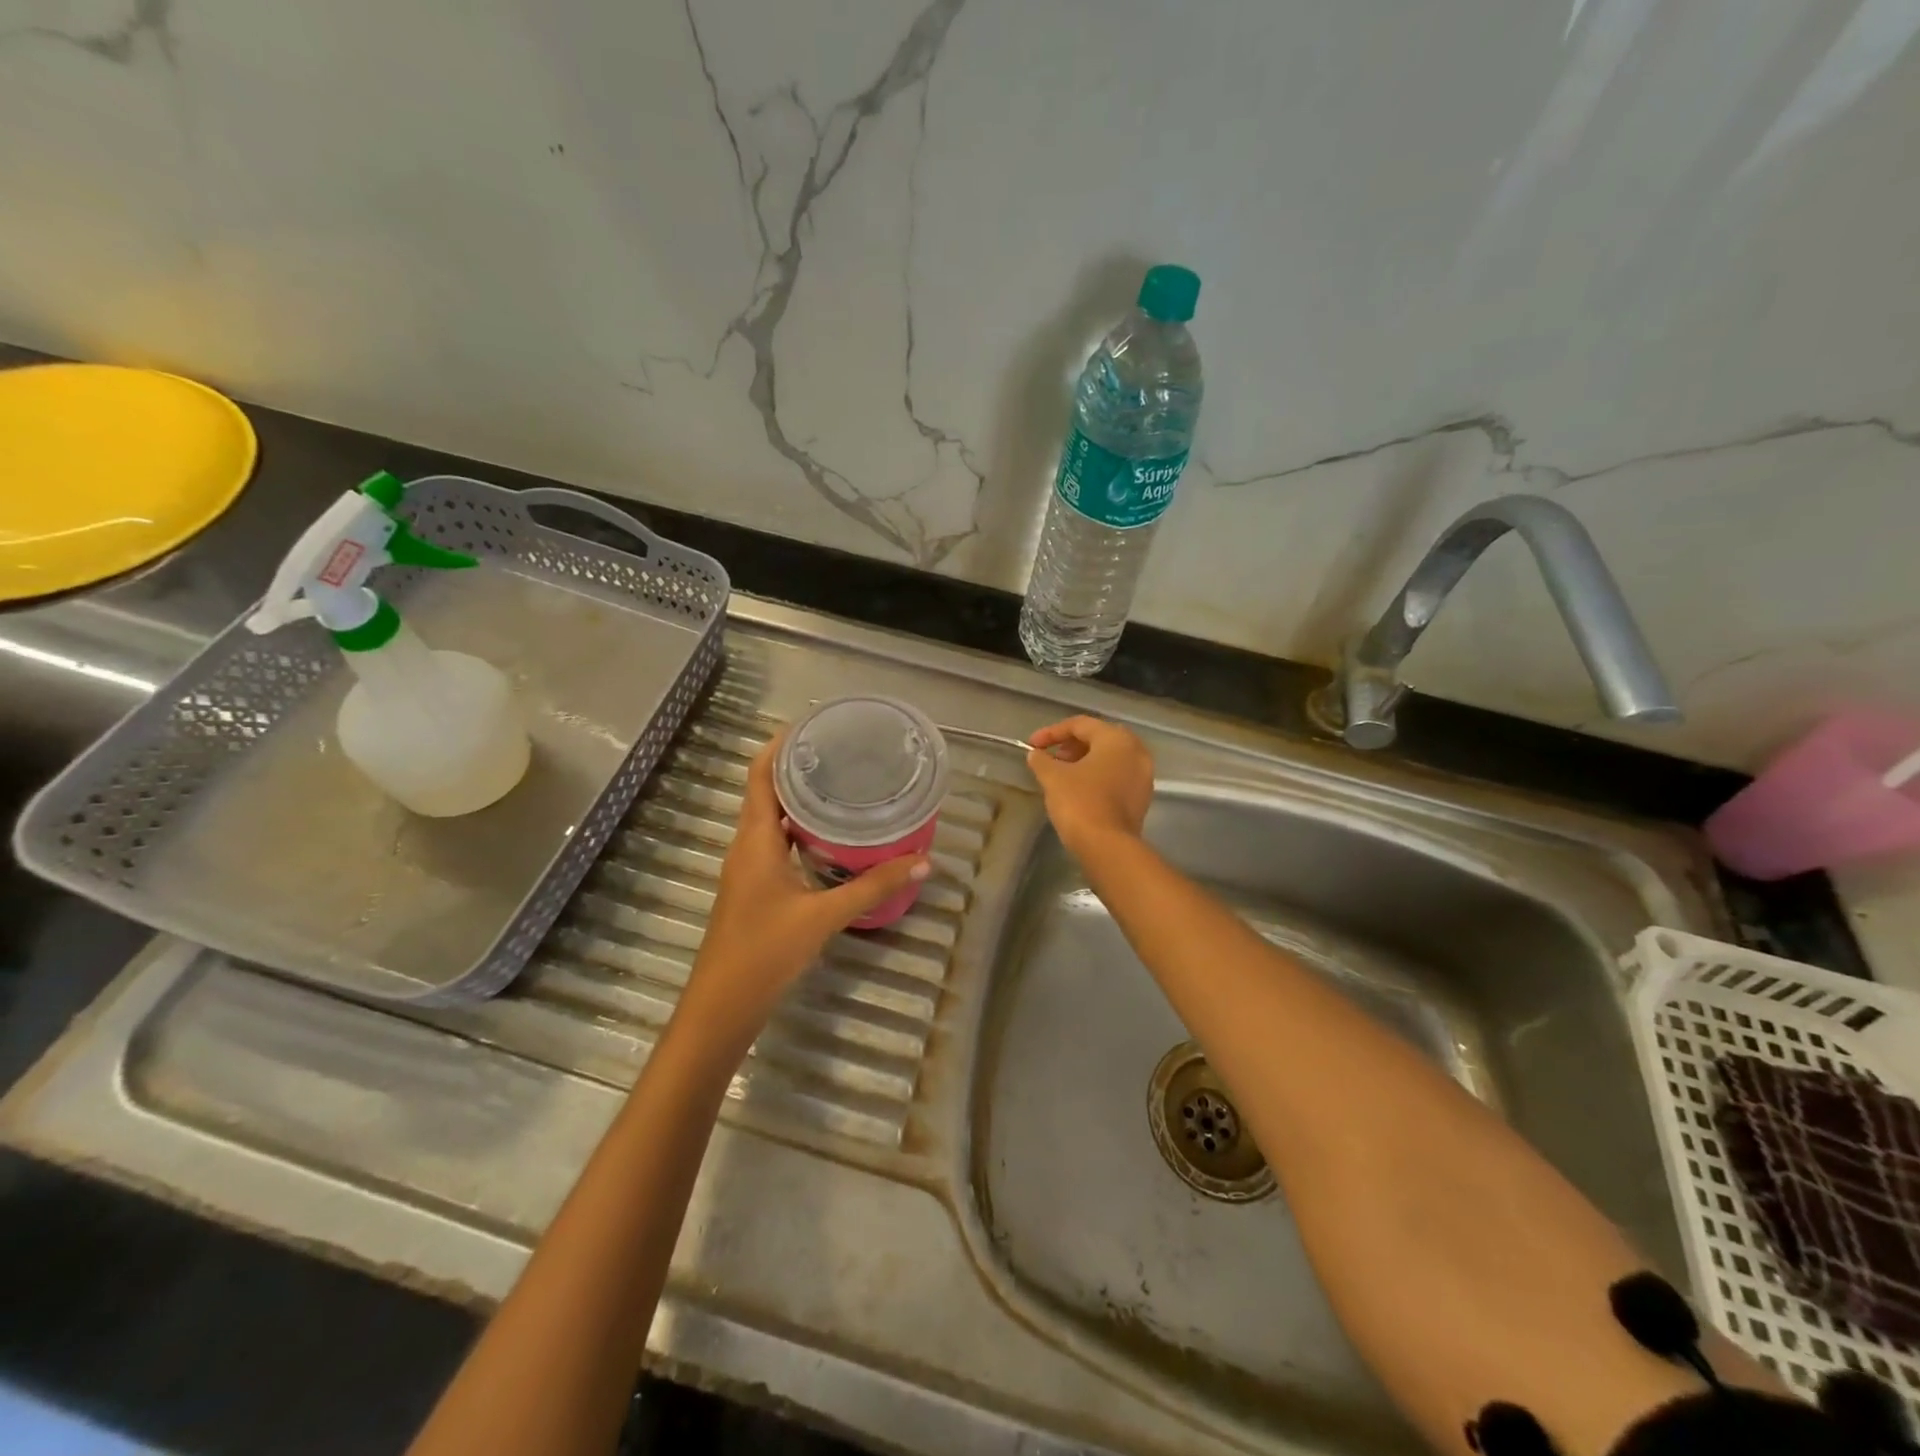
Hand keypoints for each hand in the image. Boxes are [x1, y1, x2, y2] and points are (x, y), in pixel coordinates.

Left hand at [678, 734, 929, 1048]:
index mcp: (755, 840)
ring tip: (841, 785)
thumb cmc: (764, 952)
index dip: (780, 747)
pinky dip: (799, 830)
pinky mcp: (755, 888)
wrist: (722, 1006)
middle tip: (841, 751)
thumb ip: (871, 887)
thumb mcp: (823, 917)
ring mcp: (748, 869)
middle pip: (766, 792)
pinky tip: (830, 837)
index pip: (760, 776)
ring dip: (798, 800)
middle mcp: (747, 846)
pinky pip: (775, 844)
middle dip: (798, 768)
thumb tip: (921, 861)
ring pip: (771, 820)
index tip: (812, 725)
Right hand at [1026, 716, 1154, 857]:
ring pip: (1111, 758)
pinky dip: (1098, 775)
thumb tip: (1036, 754)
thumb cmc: (1080, 802)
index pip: (1081, 725)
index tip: (1032, 745)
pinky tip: (1079, 788)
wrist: (1107, 846)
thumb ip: (1042, 760)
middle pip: (1099, 737)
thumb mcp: (1053, 777)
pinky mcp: (1142, 797)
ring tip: (1062, 773)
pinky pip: (1118, 776)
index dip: (1052, 732)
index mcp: (1117, 739)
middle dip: (1072, 745)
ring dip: (1085, 760)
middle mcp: (1136, 752)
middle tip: (1051, 757)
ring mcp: (1143, 776)